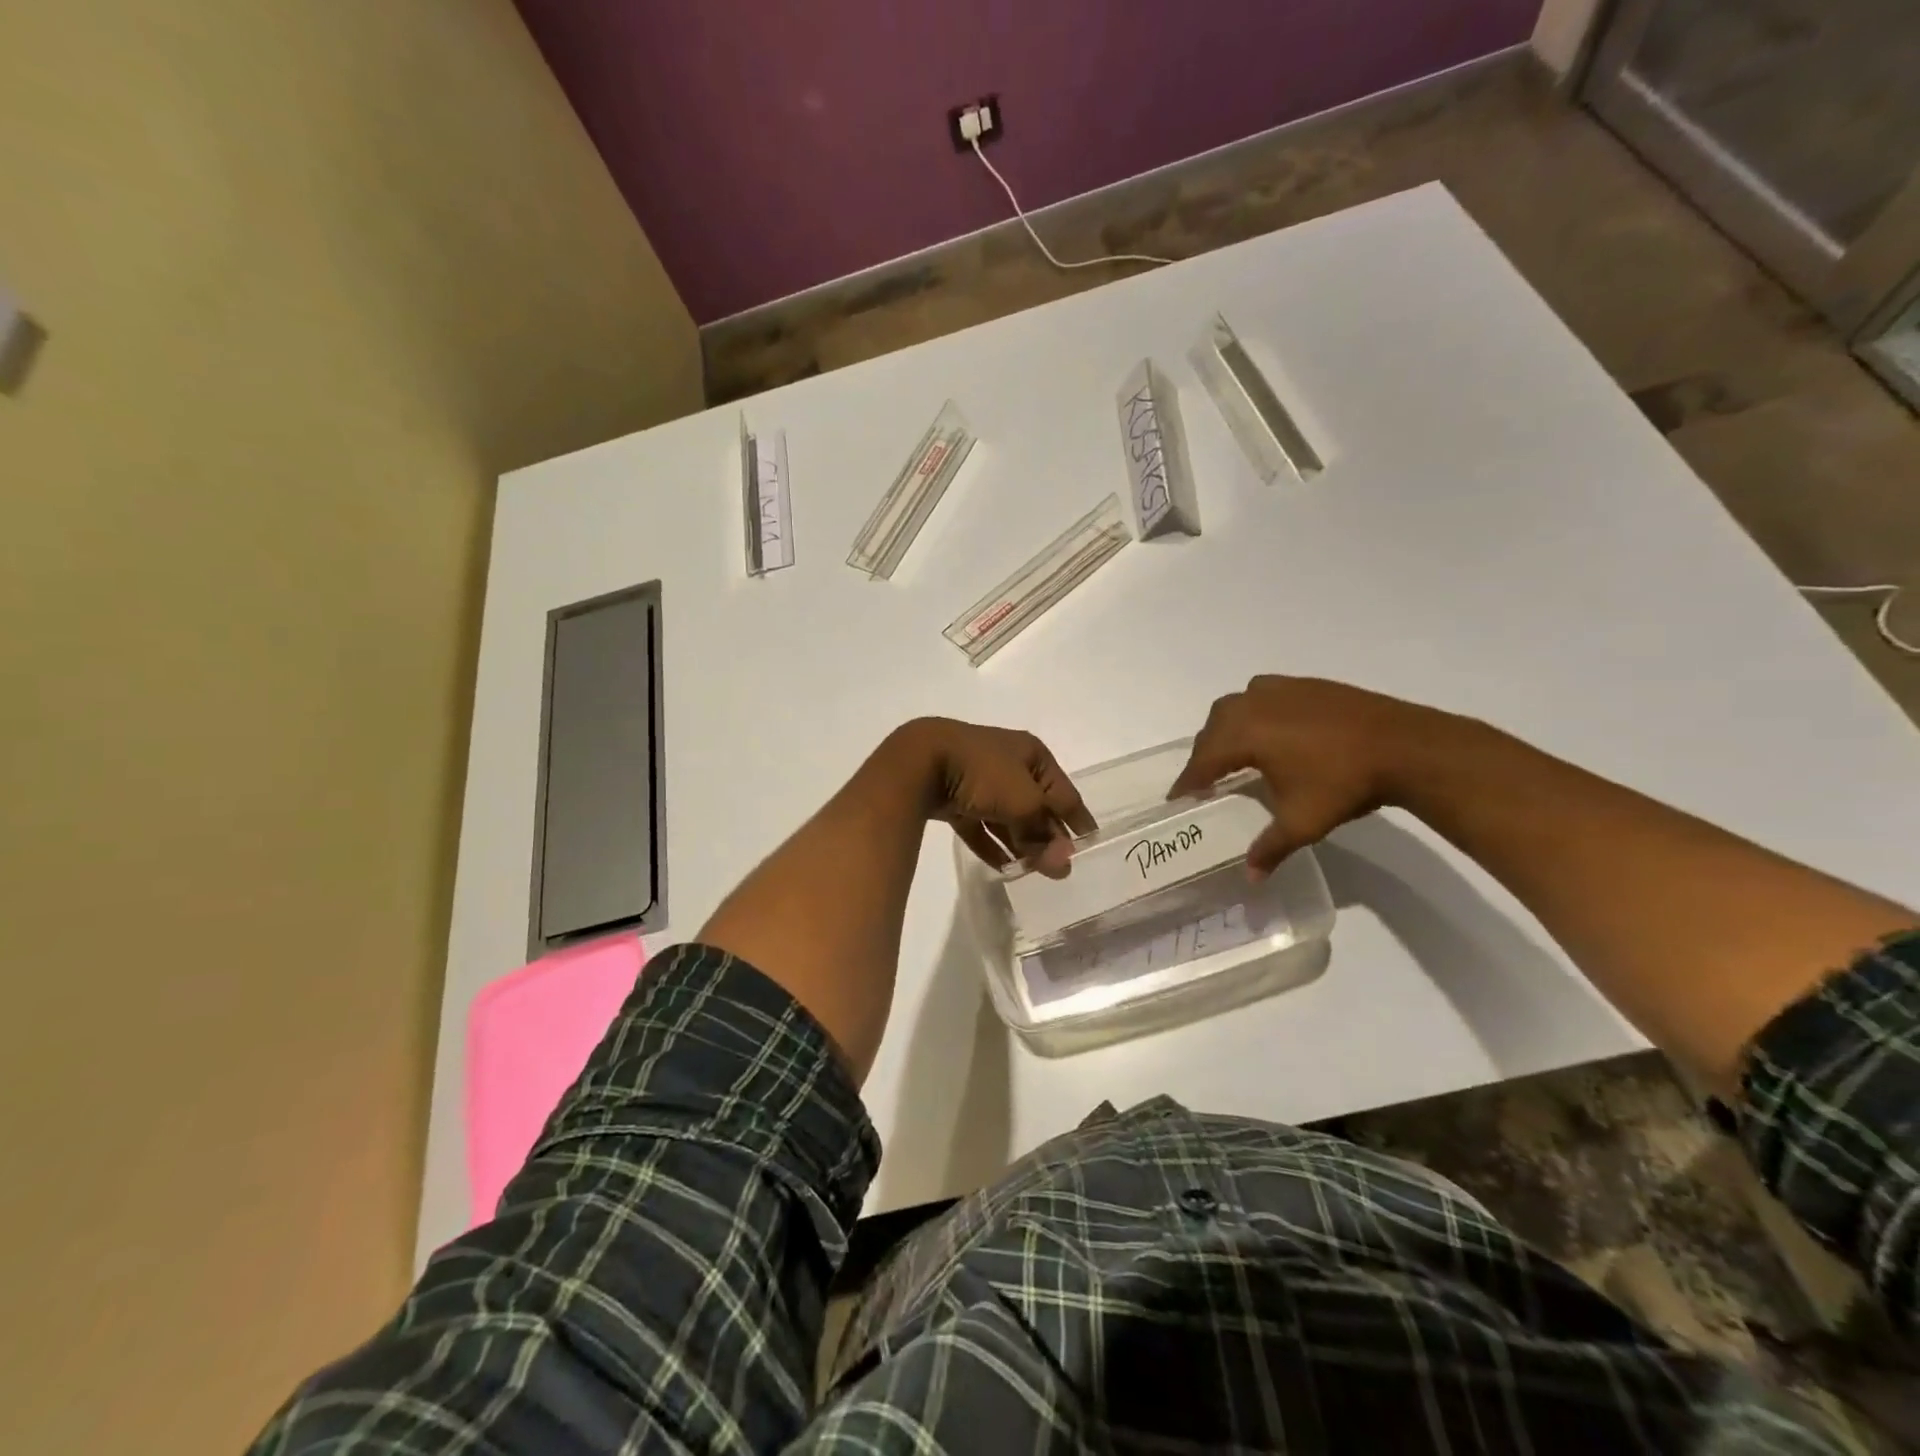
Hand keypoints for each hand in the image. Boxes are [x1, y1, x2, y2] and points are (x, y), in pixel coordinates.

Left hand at [888, 718, 1095, 877]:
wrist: (920, 761)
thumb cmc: (983, 772)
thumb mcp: (1024, 802)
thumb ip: (1044, 834)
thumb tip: (1064, 863)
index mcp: (1031, 754)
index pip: (1063, 791)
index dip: (1078, 818)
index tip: (1090, 844)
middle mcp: (1008, 764)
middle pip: (1035, 805)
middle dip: (1047, 836)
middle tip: (1060, 868)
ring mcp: (979, 781)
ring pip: (1007, 817)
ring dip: (1021, 844)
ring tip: (1034, 873)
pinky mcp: (954, 798)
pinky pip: (980, 826)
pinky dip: (992, 845)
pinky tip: (1004, 868)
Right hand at [1168, 676, 1447, 877]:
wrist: (1404, 746)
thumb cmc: (1344, 783)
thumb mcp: (1303, 823)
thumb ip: (1269, 848)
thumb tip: (1251, 878)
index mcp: (1245, 735)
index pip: (1202, 760)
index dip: (1187, 781)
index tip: (1178, 797)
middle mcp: (1254, 706)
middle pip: (1213, 728)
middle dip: (1204, 753)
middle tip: (1205, 779)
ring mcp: (1281, 690)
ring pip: (1235, 705)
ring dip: (1225, 727)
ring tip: (1233, 750)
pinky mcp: (1305, 685)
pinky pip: (1262, 693)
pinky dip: (1253, 711)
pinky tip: (1269, 727)